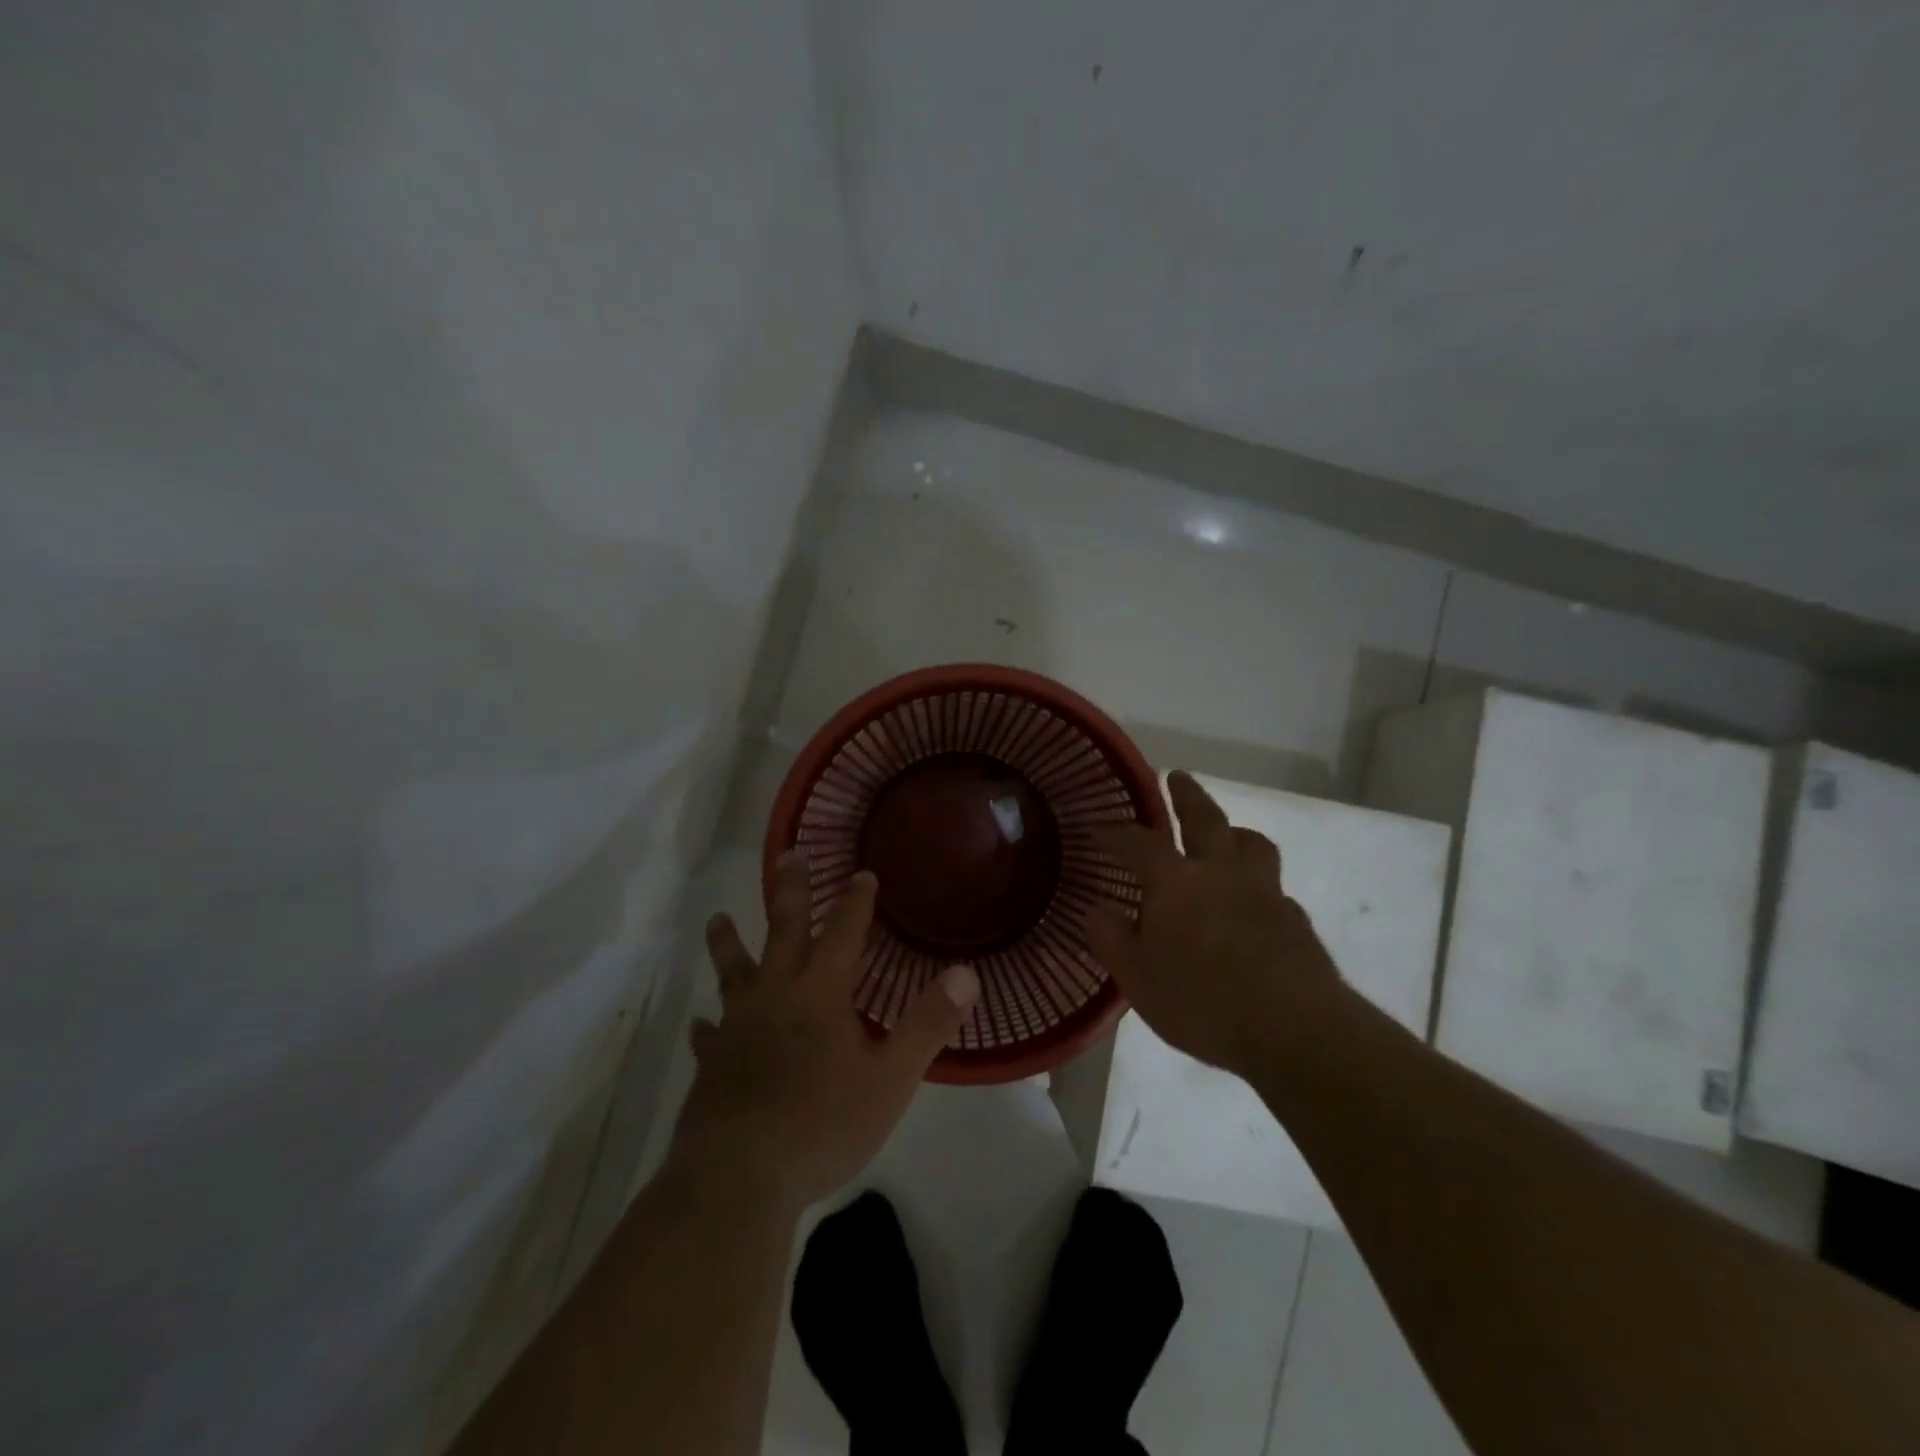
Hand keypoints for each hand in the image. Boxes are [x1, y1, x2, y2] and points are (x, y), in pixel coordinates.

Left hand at [668, 853, 980, 1213]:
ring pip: (733, 973)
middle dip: (791, 891)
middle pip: (784, 931)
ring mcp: (738, 1028)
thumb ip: (928, 1023)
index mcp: (820, 992)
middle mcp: (775, 996)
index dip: (856, 901)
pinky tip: (702, 1024)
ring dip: (729, 944)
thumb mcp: (891, 1076)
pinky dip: (708, 1026)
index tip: (863, 873)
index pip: (844, 932)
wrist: (739, 1178)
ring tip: (718, 919)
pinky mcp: (711, 1065)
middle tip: (789, 855)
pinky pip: (709, 1036)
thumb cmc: (823, 1123)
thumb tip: (966, 973)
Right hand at [1088, 770, 1345, 1077]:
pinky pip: (1273, 885)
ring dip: (1233, 830)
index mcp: (1176, 882)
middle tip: (1177, 776)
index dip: (1116, 832)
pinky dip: (1257, 881)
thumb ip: (1112, 940)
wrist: (1295, 1031)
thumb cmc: (1202, 1002)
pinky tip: (1254, 901)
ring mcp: (1264, 892)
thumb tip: (1096, 909)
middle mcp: (1221, 873)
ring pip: (1251, 843)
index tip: (1099, 826)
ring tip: (1225, 833)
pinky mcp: (1295, 919)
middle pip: (1205, 819)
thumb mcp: (1138, 980)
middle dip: (1187, 795)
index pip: (1138, 843)